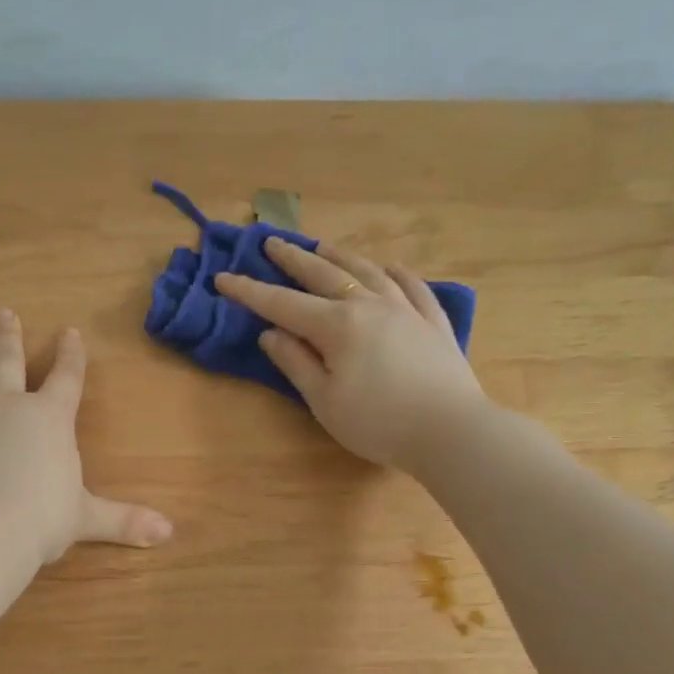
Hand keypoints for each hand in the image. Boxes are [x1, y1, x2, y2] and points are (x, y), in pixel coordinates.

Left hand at [0, 310, 173, 563]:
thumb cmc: (39, 520)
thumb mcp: (86, 519)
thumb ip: (124, 520)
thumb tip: (169, 532)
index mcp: (50, 419)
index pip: (66, 377)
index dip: (71, 354)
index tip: (70, 332)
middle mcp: (7, 406)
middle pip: (8, 360)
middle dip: (8, 335)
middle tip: (3, 312)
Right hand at [215, 240, 487, 470]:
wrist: (450, 431)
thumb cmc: (378, 423)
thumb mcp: (324, 400)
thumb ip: (296, 363)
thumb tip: (271, 333)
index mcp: (337, 325)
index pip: (282, 304)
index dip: (249, 292)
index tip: (223, 278)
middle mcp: (370, 305)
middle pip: (324, 274)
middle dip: (293, 259)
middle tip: (271, 242)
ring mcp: (406, 309)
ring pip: (368, 271)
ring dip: (340, 257)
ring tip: (323, 247)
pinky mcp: (433, 322)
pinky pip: (412, 286)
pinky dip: (395, 273)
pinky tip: (389, 268)